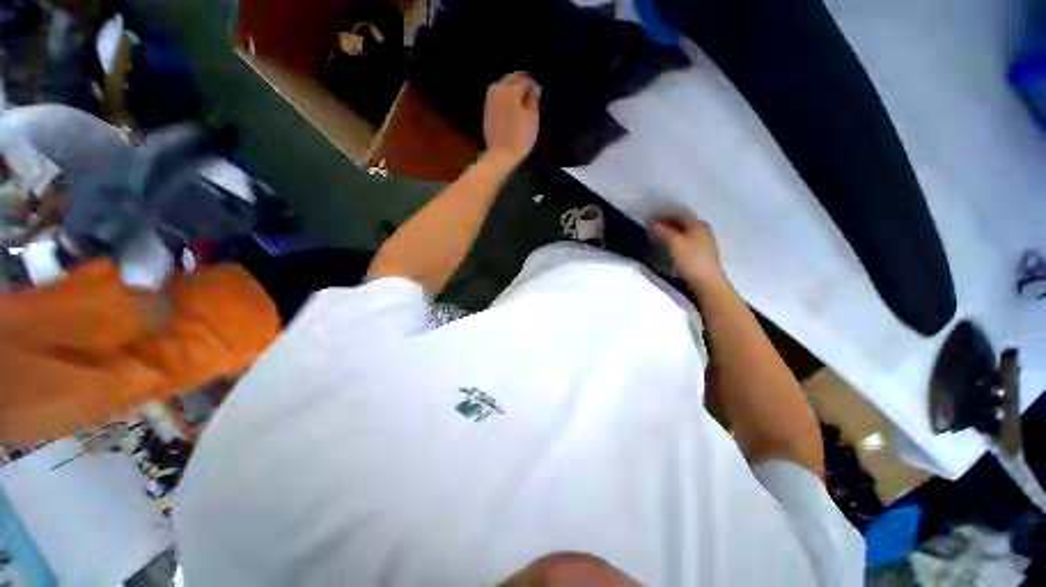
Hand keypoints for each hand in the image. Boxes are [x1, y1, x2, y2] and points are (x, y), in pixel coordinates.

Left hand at [482, 71, 540, 167]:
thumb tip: (535, 87)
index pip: (525, 80)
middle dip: (521, 81)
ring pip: (501, 85)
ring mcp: (490, 99)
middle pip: (511, 78)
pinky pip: (496, 95)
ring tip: (519, 97)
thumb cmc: (520, 138)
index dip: (533, 84)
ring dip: (510, 86)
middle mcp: (499, 90)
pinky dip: (503, 95)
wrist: (501, 155)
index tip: (538, 91)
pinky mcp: (486, 110)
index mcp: (511, 91)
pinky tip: (509, 105)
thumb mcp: (533, 119)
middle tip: (530, 91)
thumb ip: (534, 100)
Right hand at [652, 210, 725, 291]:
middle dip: (667, 223)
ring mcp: (704, 242)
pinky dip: (675, 240)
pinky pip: (686, 240)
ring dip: (670, 232)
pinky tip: (668, 246)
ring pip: (684, 231)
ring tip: (658, 236)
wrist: (707, 281)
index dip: (663, 214)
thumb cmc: (691, 259)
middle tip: (652, 227)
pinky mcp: (701, 253)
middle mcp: (702, 230)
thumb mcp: (675, 243)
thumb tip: (654, 225)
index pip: (679, 214)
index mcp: (697, 224)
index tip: (649, 219)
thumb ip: (664, 232)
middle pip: (682, 222)